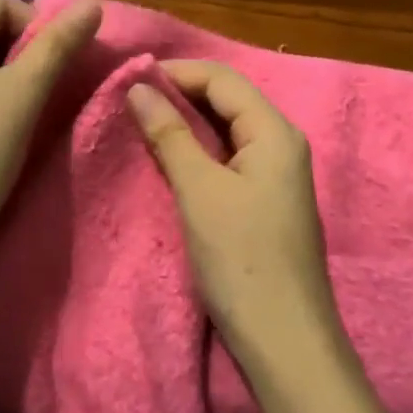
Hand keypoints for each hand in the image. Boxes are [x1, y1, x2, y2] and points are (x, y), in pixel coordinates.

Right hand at [131, 60, 412, 412]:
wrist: (284, 340)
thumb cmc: (242, 260)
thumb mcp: (201, 192)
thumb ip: (170, 135)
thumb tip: (138, 87)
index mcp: (274, 133)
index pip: (223, 80)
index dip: (177, 71)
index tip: (128, 77)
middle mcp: (281, 145)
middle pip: (228, 101)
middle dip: (179, 94)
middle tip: (127, 101)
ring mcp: (275, 176)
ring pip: (226, 131)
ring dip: (186, 123)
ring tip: (139, 124)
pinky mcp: (264, 203)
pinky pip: (228, 159)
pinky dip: (197, 152)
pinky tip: (168, 159)